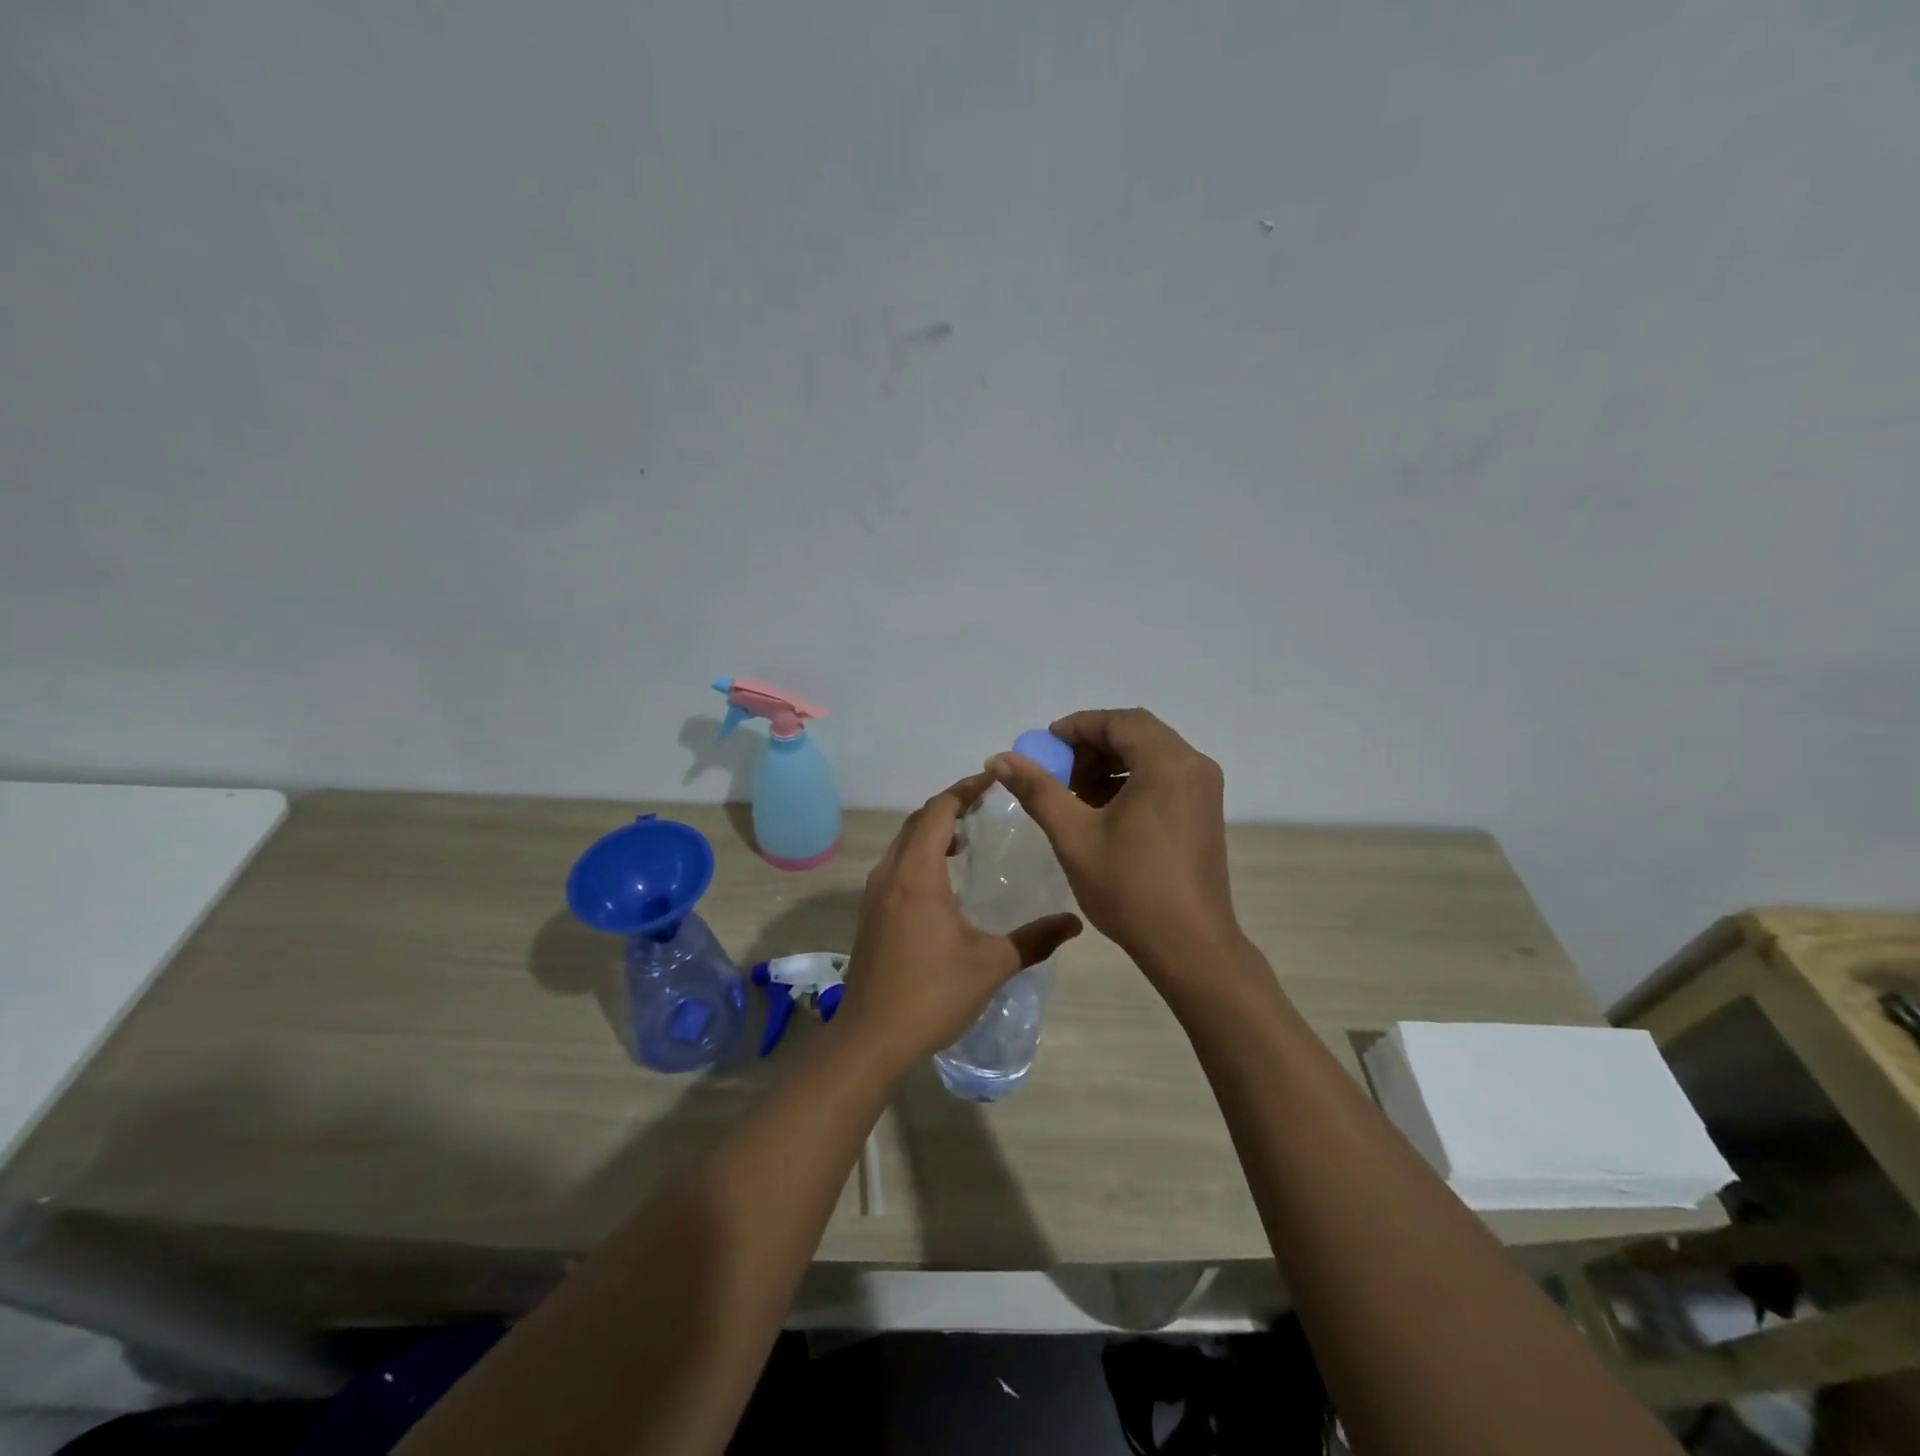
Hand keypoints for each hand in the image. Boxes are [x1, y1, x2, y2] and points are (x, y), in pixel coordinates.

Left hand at [836, 771, 1082, 1066]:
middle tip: (985, 805)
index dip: (965, 789)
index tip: (993, 780)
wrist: (871, 1038)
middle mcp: (890, 874)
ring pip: (903, 843)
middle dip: (950, 806)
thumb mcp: (991, 965)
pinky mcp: (870, 913)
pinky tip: (943, 880)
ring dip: (932, 831)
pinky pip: (896, 865)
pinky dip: (919, 855)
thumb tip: (1074, 923)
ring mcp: (874, 894)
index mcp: (918, 874)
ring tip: (967, 838)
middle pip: (918, 821)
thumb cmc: (932, 994)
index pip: (939, 810)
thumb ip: (1034, 939)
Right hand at [988, 709, 1241, 989]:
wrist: (1190, 946)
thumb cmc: (1130, 888)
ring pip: (1149, 756)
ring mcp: (1203, 790)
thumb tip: (999, 758)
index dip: (1077, 728)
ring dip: (1109, 765)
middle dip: (1091, 747)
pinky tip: (1102, 812)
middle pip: (1136, 734)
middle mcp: (1193, 766)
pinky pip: (1163, 778)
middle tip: (1056, 773)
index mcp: (1167, 764)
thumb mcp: (1074, 835)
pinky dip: (1130, 782)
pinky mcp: (1204, 812)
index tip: (1043, 748)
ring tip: (1074, 796)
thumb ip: (1037, 790)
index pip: (1119, 722)